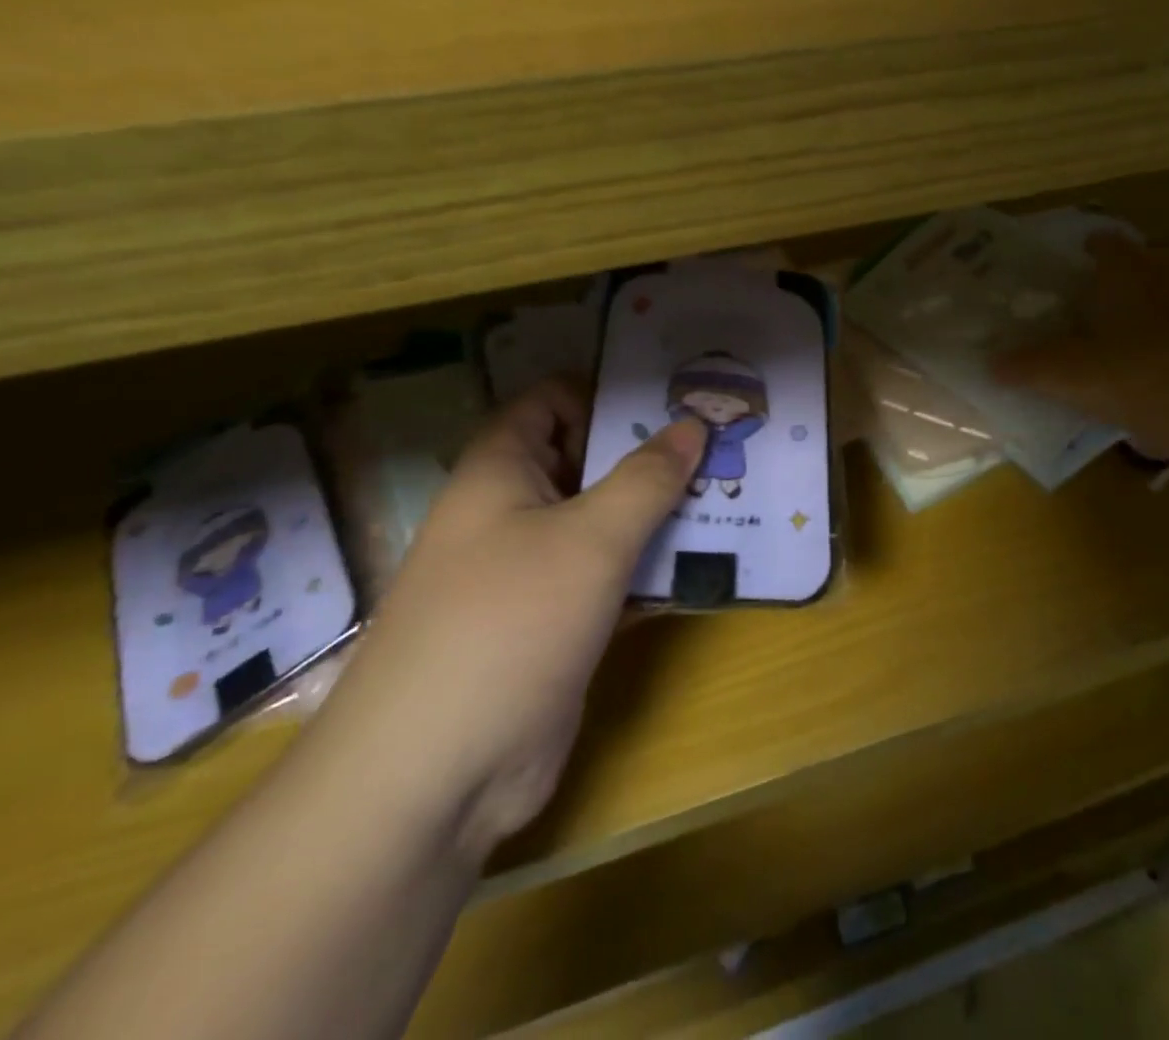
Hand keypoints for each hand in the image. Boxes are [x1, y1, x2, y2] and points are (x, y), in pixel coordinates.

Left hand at [308, 380, 705, 858]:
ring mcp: (535, 571)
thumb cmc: (508, 623)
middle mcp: (514, 512)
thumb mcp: (591, 537)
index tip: (679, 397)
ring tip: (732, 494)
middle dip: (653, 453)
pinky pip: (612, 577)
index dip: (612, 391)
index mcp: (502, 470)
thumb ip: (648, 477)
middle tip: (724, 443)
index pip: (555, 400)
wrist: (435, 776)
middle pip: (589, 460)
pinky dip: (653, 568)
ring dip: (662, 512)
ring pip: (606, 521)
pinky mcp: (557, 624)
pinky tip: (710, 563)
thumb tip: (692, 423)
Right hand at [993, 234, 1168, 460]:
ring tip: (1160, 352)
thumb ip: (1031, 367)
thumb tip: (991, 363)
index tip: (1080, 270)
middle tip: (1115, 320)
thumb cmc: (1153, 380)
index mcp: (1132, 268)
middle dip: (1133, 284)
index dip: (1089, 253)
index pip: (1104, 243)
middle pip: (1151, 262)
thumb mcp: (1078, 379)